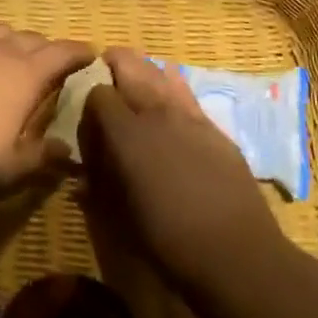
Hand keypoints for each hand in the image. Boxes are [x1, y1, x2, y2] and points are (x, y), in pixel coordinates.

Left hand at [0, 25, 96, 191]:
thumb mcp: (13, 167)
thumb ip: (43, 156)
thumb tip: (67, 150)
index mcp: (26, 75)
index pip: (62, 52)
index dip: (79, 51)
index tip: (90, 53)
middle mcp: (0, 52)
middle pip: (32, 39)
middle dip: (46, 48)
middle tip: (51, 65)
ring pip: (0, 34)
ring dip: (13, 43)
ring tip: (13, 60)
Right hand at [79, 47, 281, 293]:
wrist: (236, 253)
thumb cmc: (168, 239)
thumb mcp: (119, 218)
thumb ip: (97, 188)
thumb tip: (81, 179)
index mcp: (125, 132)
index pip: (98, 93)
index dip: (89, 106)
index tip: (89, 125)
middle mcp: (155, 112)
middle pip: (129, 64)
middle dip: (112, 66)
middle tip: (105, 79)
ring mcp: (188, 115)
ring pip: (159, 71)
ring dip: (143, 72)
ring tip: (135, 85)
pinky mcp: (213, 126)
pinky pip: (186, 91)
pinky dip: (172, 86)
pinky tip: (170, 99)